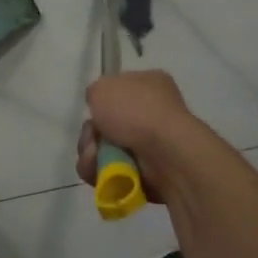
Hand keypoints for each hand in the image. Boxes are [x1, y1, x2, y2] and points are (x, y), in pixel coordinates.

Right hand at [76, 70, 195, 202]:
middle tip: (92, 138)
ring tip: (95, 158)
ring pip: (105, 151)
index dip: (101, 101)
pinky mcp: (148, 173)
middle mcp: (153, 112)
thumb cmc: (136, 111)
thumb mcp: (103, 87)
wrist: (166, 152)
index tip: (93, 110)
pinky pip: (113, 173)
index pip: (118, 90)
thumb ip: (95, 92)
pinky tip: (103, 172)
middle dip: (91, 135)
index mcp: (150, 84)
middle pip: (107, 125)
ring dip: (92, 155)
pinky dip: (102, 173)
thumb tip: (99, 107)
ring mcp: (152, 144)